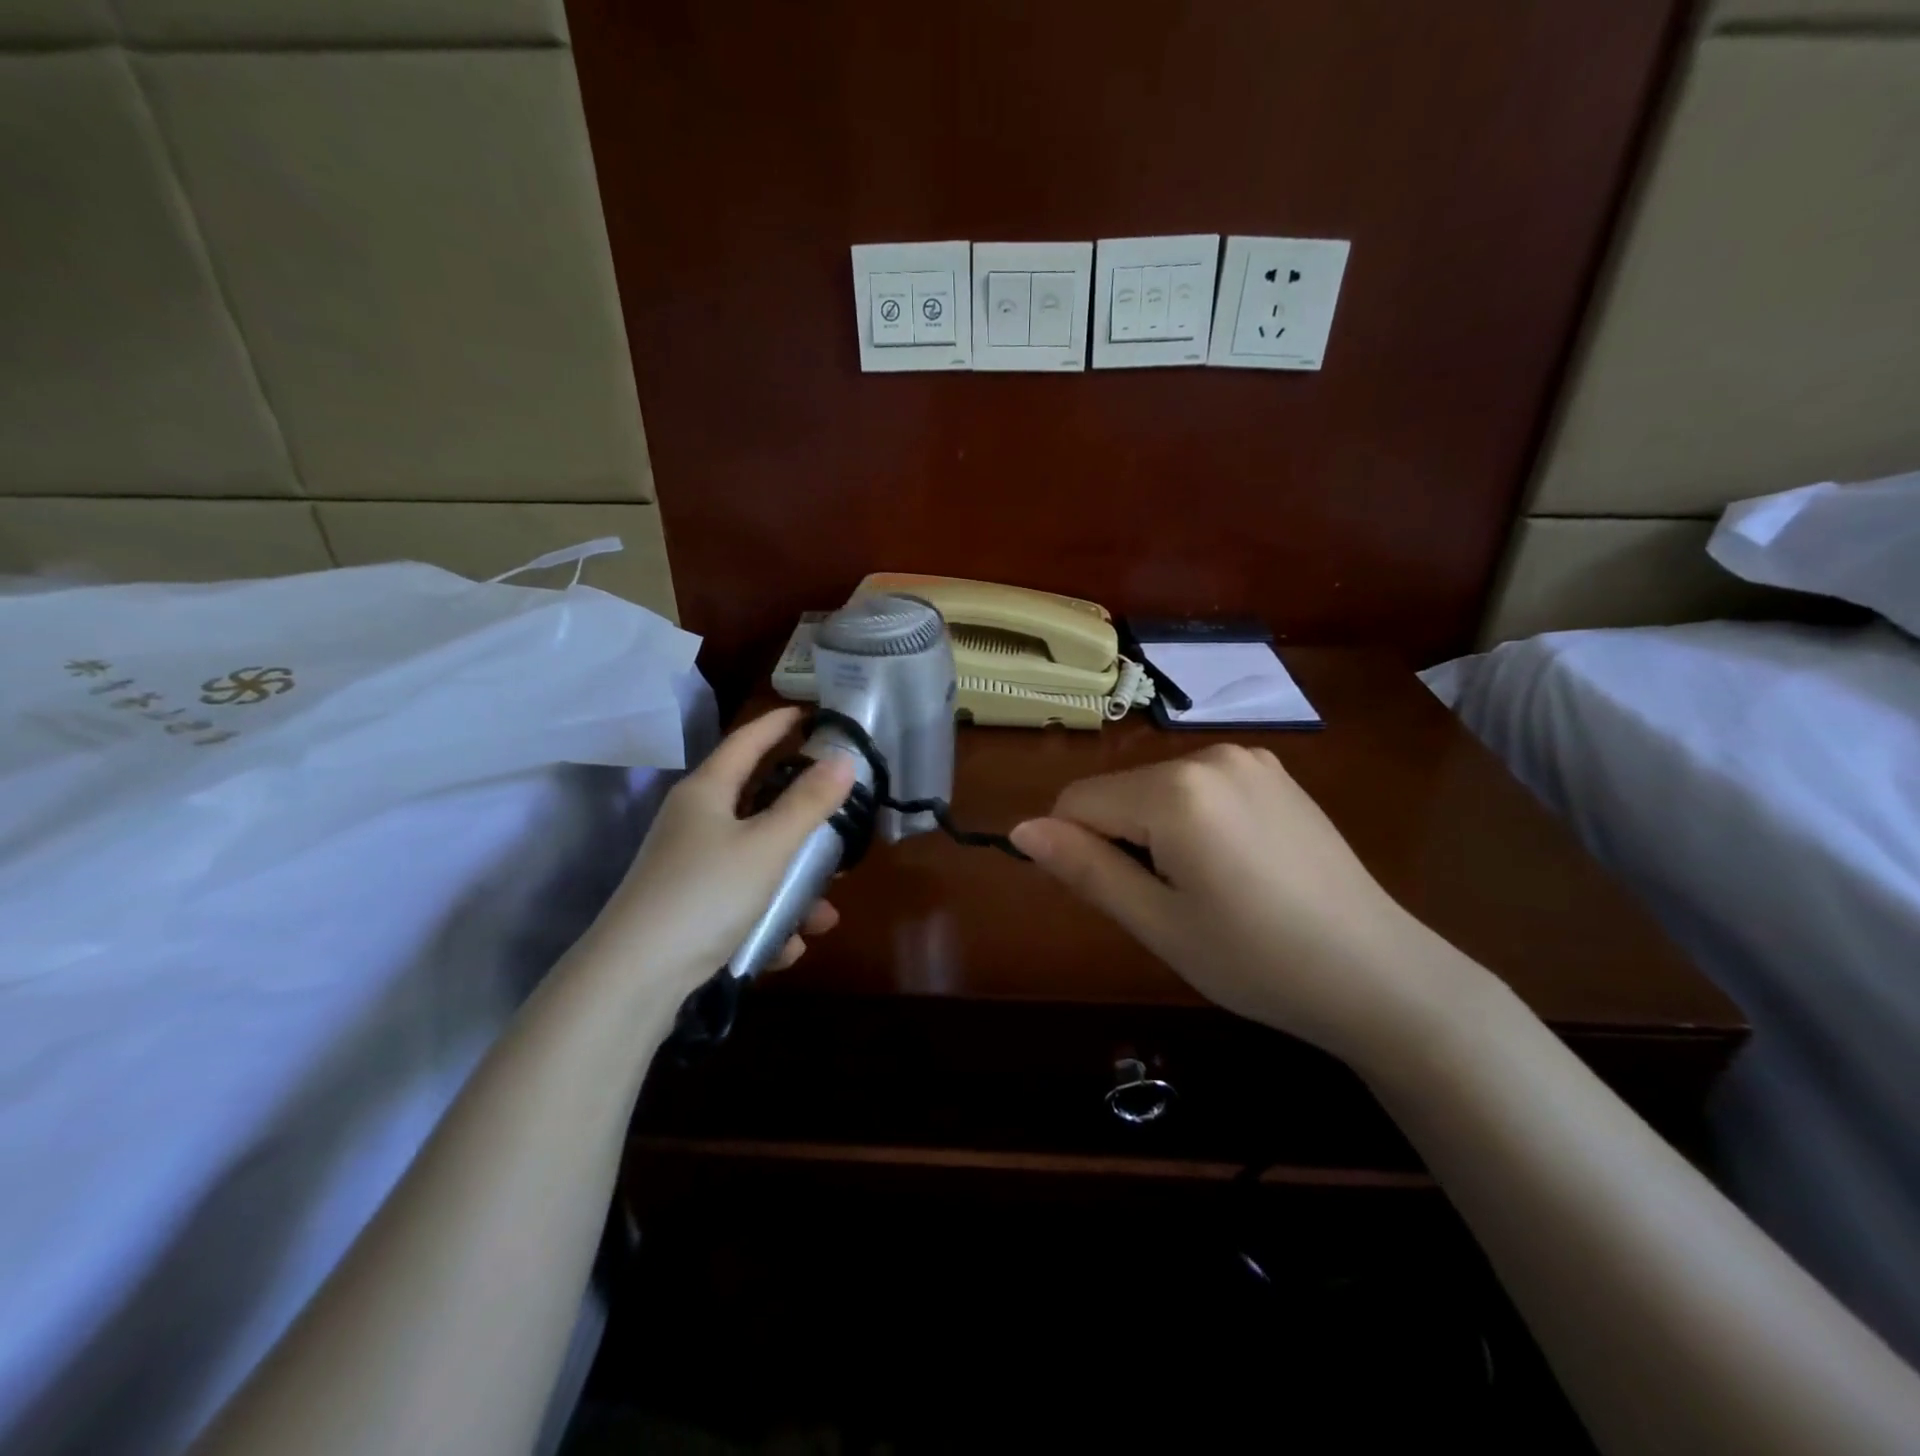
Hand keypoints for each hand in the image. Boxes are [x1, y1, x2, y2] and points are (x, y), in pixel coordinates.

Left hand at [590, 707, 855, 994]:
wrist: (634, 980)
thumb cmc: (706, 894)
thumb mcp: (768, 846)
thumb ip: (809, 802)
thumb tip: (843, 759)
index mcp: (707, 792)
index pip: (747, 741)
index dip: (779, 723)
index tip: (812, 712)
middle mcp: (695, 823)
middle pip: (759, 807)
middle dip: (803, 826)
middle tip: (839, 829)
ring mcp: (690, 868)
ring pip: (758, 864)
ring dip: (793, 888)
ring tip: (823, 917)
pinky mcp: (690, 910)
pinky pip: (742, 904)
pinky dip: (768, 921)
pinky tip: (788, 948)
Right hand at [1010, 745, 1456, 1065]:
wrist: (1380, 975)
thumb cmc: (1256, 961)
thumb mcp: (1157, 923)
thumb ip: (1084, 868)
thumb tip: (1020, 830)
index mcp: (1175, 790)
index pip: (1077, 801)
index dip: (1075, 850)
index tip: (1115, 898)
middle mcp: (1209, 755)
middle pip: (1119, 791)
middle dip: (1120, 840)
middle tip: (1166, 906)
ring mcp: (1249, 759)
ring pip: (1157, 789)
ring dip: (1156, 832)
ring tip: (1205, 890)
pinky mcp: (1275, 773)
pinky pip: (1201, 787)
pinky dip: (1193, 820)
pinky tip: (1236, 867)